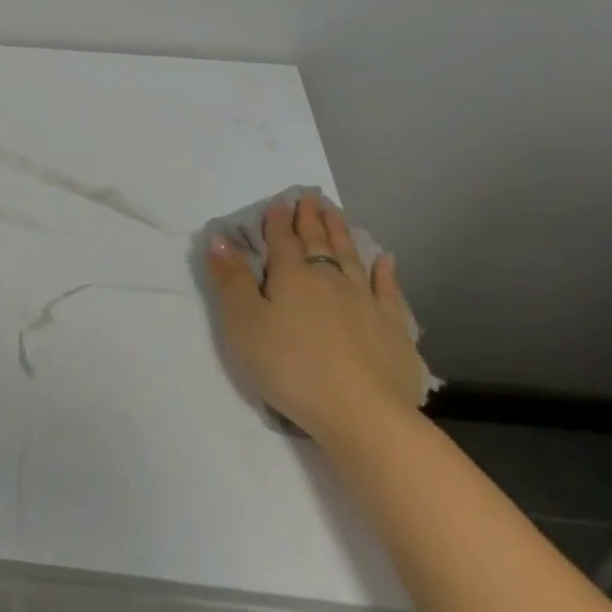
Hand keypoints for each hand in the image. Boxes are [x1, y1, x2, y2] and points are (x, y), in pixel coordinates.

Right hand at [206, 194, 423, 445]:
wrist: (362, 414)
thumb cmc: (291, 367)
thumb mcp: (244, 323)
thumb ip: (230, 279)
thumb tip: (219, 237)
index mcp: (292, 276)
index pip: (282, 240)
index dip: (277, 221)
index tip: (278, 202)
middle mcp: (330, 279)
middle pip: (319, 242)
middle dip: (311, 218)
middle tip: (311, 197)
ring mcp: (366, 301)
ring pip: (351, 257)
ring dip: (342, 233)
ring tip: (336, 214)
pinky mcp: (392, 328)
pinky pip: (388, 290)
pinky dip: (385, 272)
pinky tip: (386, 260)